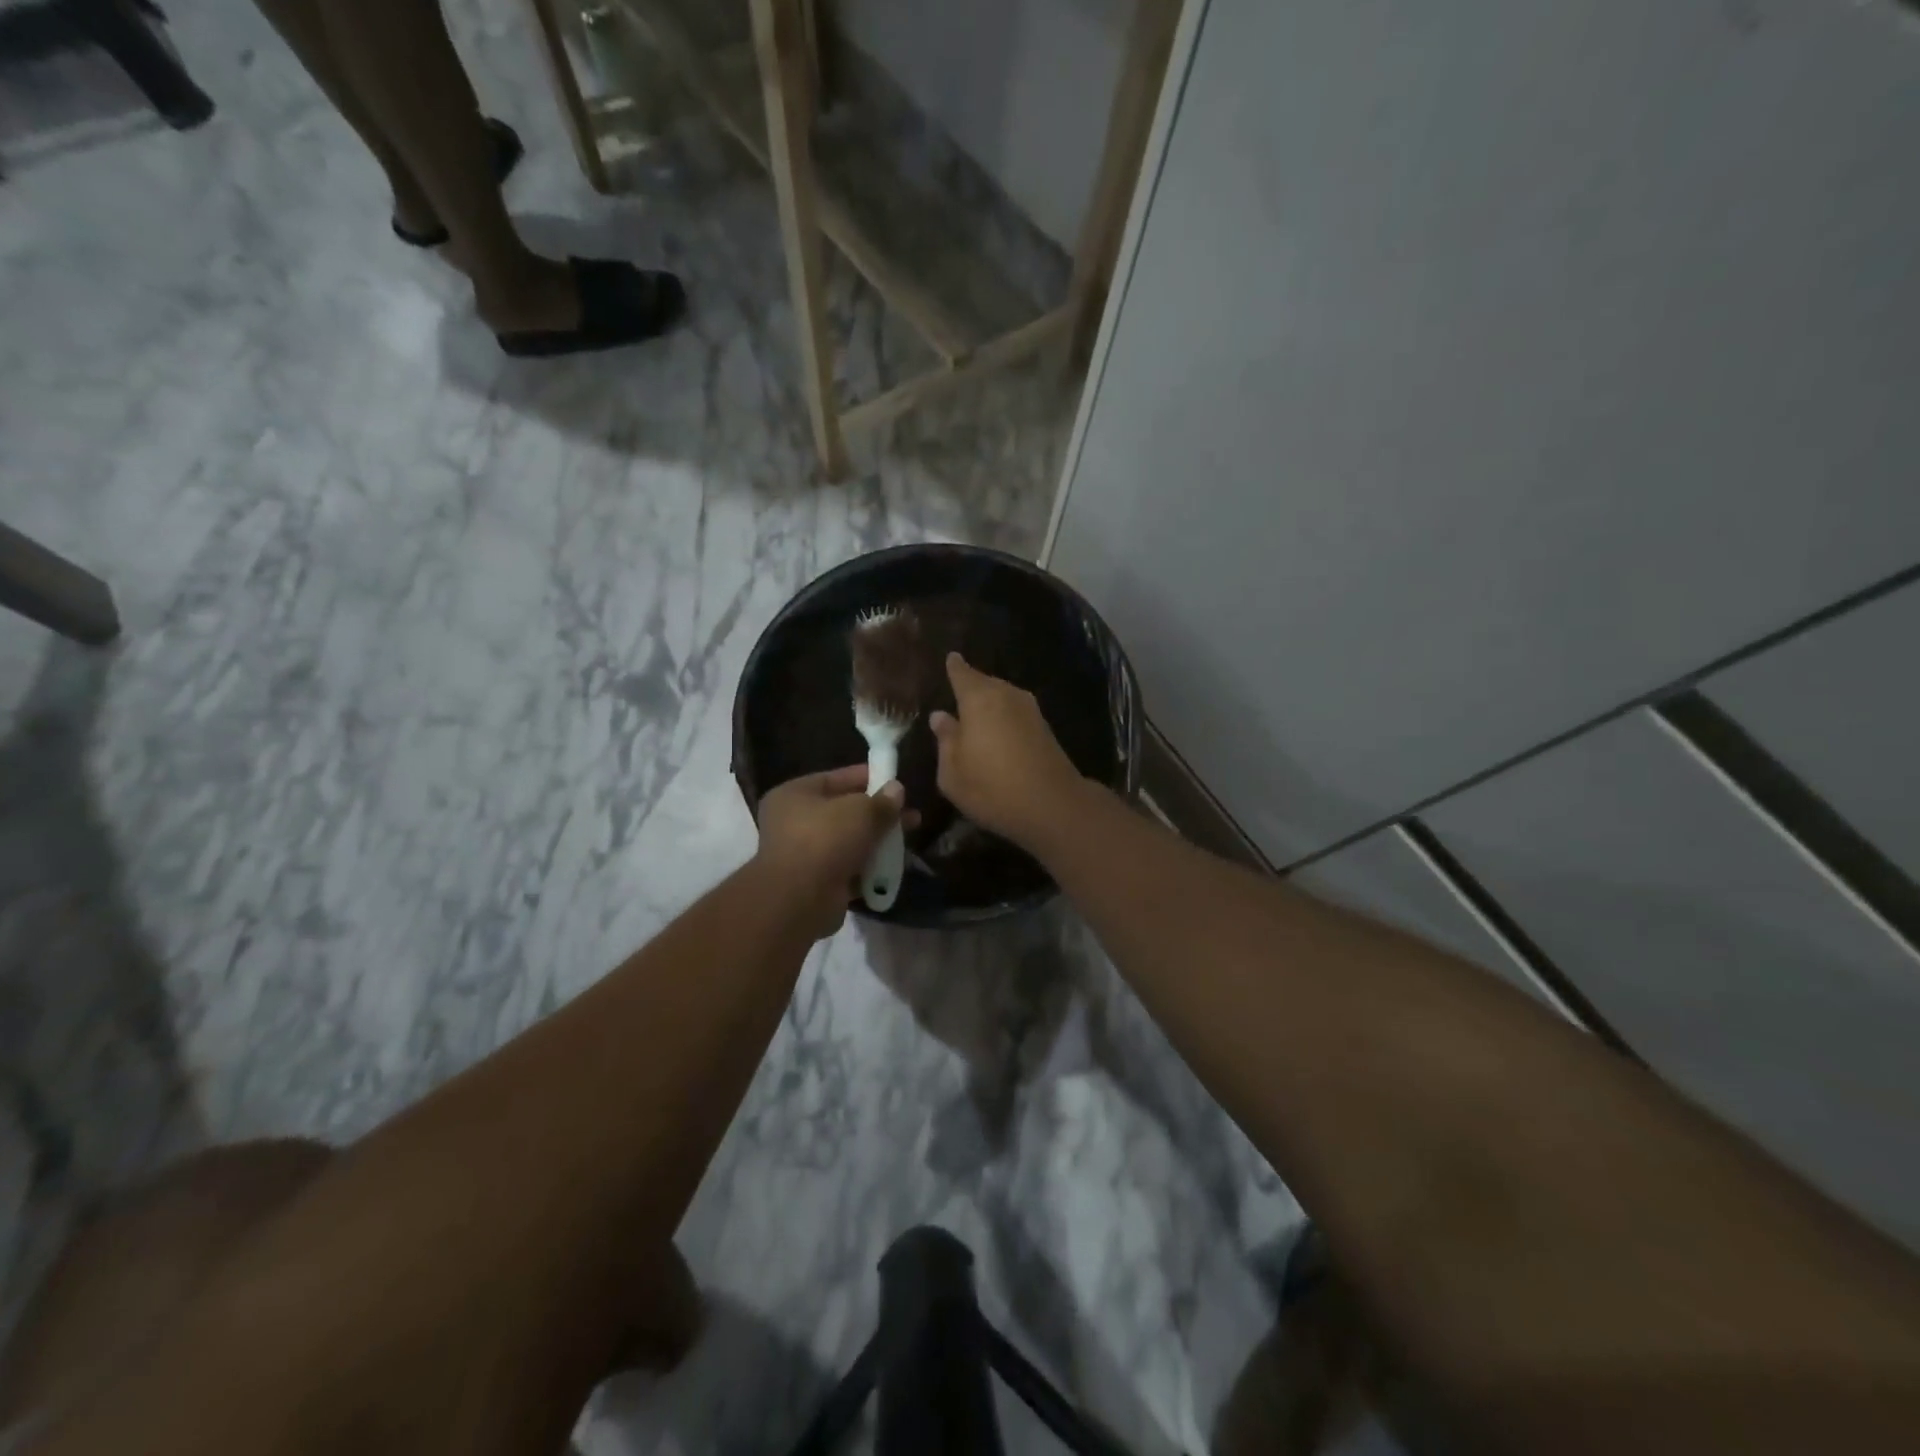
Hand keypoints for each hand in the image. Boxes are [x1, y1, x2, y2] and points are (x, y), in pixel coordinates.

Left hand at [753, 765, 906, 938]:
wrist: (800, 899)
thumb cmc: (825, 839)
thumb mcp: (861, 812)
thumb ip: (882, 801)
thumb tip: (896, 790)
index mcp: (794, 795)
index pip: (834, 778)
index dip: (866, 777)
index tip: (893, 780)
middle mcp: (793, 822)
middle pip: (844, 812)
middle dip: (878, 813)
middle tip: (910, 814)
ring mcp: (804, 855)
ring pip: (848, 841)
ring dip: (877, 841)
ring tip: (909, 839)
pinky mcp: (816, 883)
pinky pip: (849, 868)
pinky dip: (869, 868)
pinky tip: (894, 867)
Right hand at [929, 653, 1085, 847]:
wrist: (1053, 806)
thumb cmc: (992, 788)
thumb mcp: (952, 772)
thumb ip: (945, 740)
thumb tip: (940, 716)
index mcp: (979, 699)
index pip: (962, 673)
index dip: (954, 667)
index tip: (951, 658)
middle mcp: (1007, 695)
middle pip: (985, 683)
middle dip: (971, 687)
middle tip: (956, 694)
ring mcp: (1030, 710)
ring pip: (1003, 698)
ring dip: (990, 704)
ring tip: (975, 716)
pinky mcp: (1045, 729)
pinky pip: (1016, 713)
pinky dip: (1004, 718)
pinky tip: (997, 732)